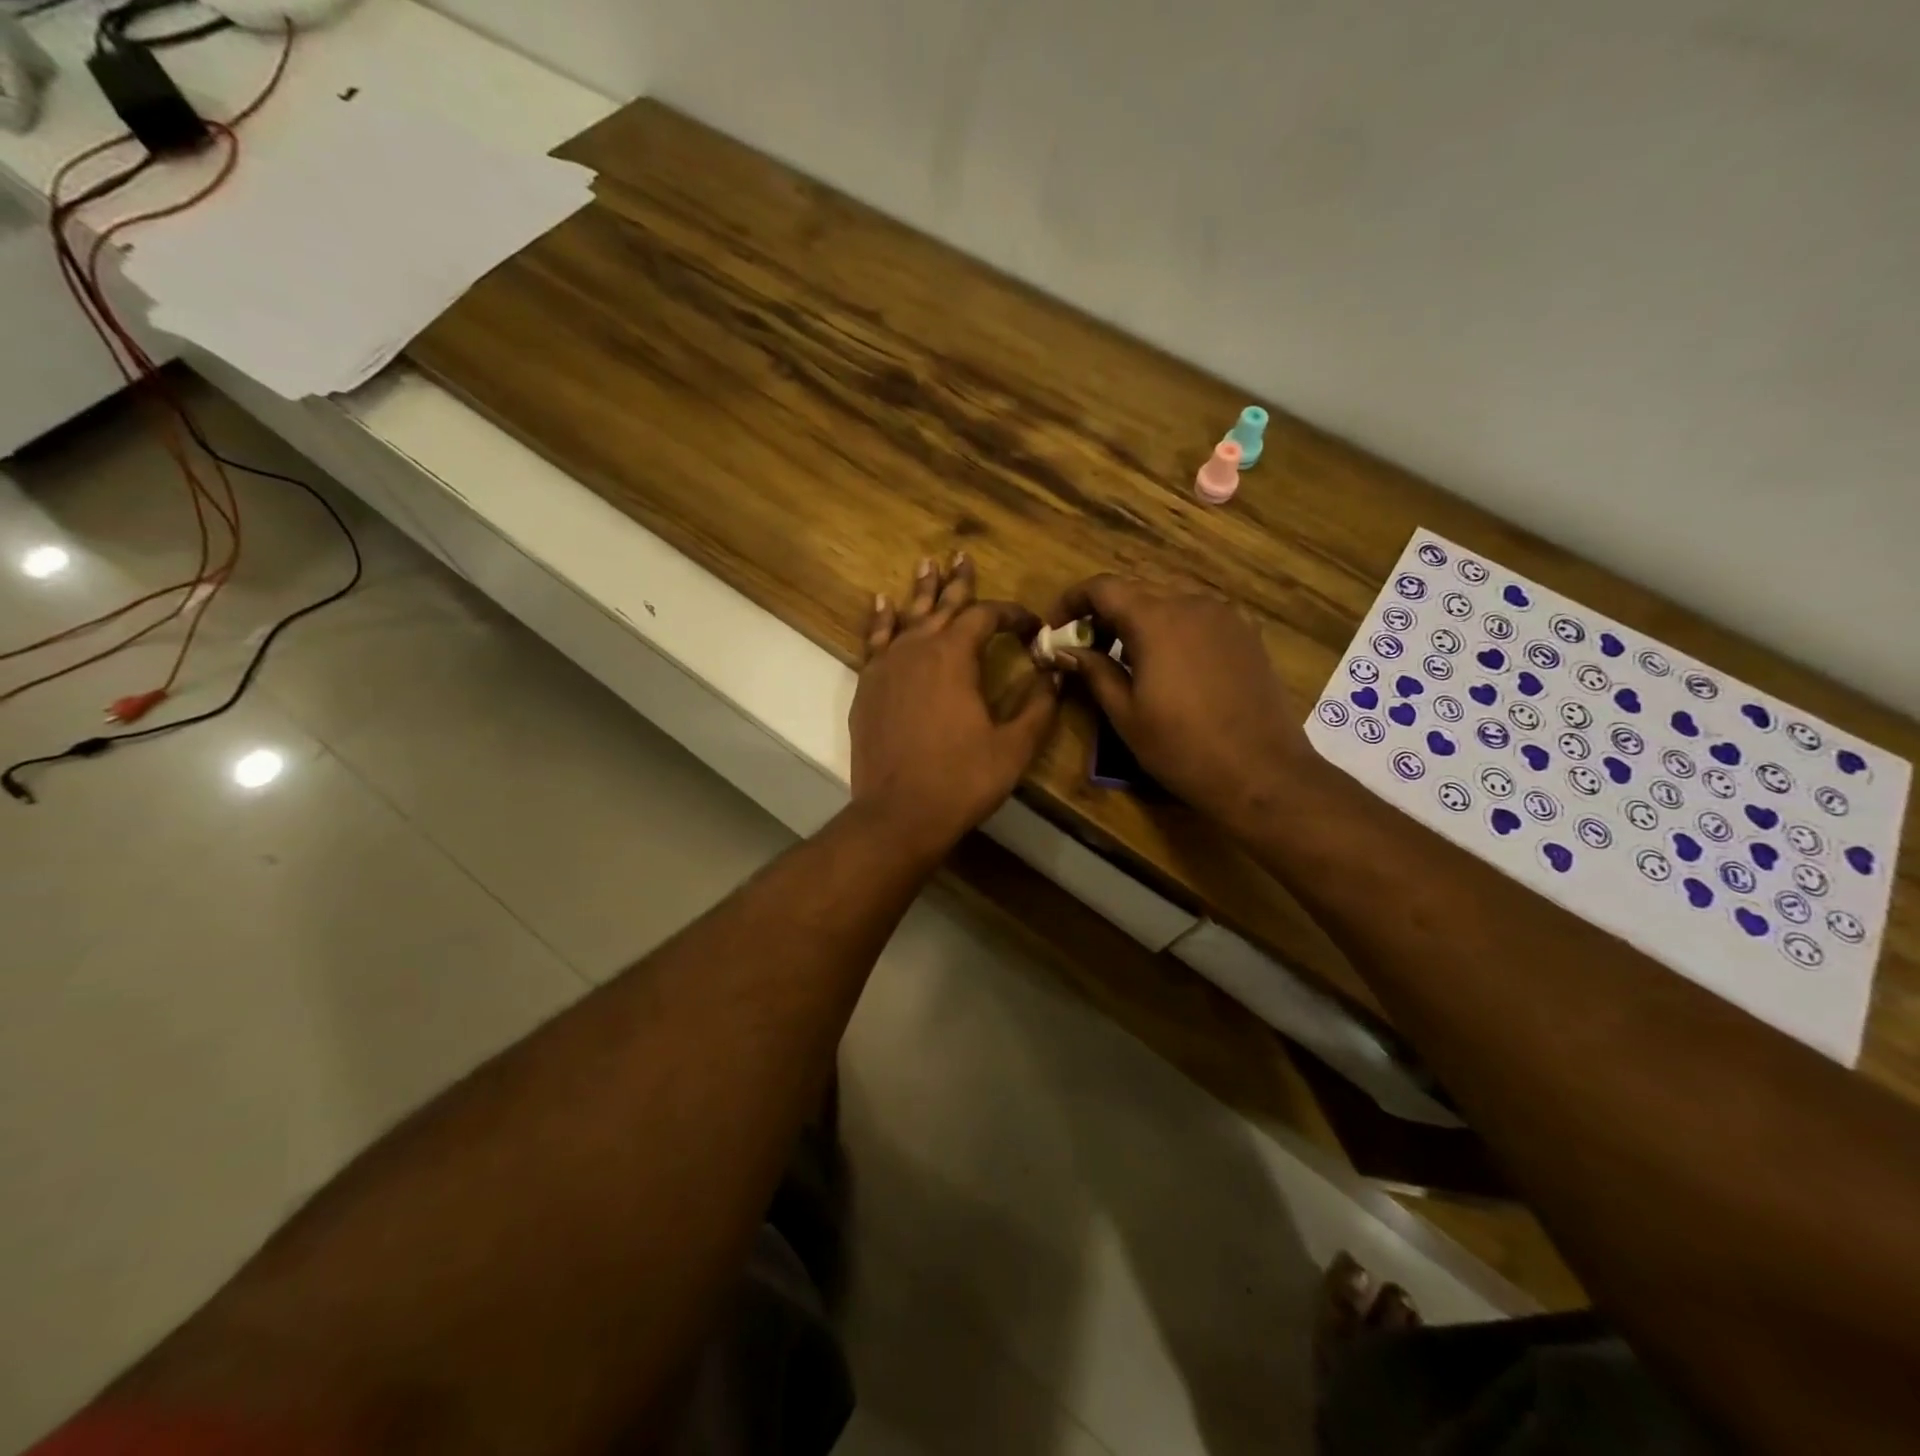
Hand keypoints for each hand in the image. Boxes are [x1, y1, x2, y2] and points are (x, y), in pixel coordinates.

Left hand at [849, 554, 1059, 858]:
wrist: (898, 814)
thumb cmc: (961, 780)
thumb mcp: (1013, 746)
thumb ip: (1039, 706)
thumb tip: (1056, 674)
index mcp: (955, 656)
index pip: (986, 617)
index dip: (1011, 615)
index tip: (1032, 626)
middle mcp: (917, 649)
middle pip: (942, 606)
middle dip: (958, 583)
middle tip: (962, 556)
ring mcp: (886, 666)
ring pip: (907, 616)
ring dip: (921, 592)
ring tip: (927, 565)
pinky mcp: (867, 687)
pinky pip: (875, 641)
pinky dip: (880, 620)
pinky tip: (881, 603)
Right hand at [1045, 576, 1309, 832]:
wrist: (1261, 772)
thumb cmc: (1182, 747)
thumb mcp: (1125, 714)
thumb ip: (1093, 671)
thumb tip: (1065, 650)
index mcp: (1155, 620)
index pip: (1103, 587)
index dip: (1072, 600)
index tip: (1055, 627)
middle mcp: (1192, 603)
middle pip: (1136, 589)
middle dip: (1105, 611)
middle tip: (1087, 646)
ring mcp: (1225, 616)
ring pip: (1170, 598)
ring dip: (1140, 617)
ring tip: (1127, 656)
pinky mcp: (1247, 633)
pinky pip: (1199, 614)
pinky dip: (1173, 626)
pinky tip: (1171, 662)